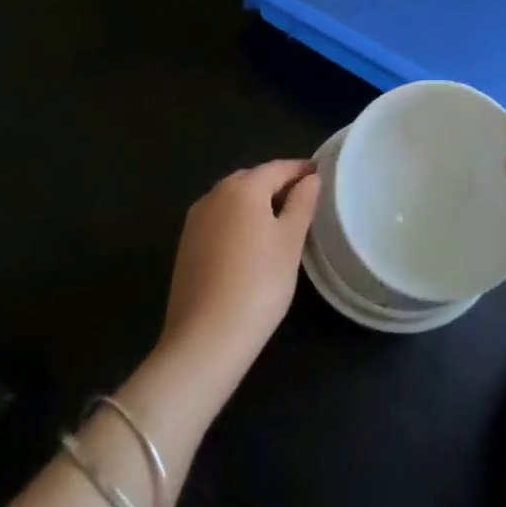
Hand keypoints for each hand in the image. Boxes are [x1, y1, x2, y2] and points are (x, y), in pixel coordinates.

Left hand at [158, 159, 319, 393]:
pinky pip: (218, 220)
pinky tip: (250, 243)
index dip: (300, 170)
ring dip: (255, 202)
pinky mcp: (186, 245)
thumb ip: (302, 203)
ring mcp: (195, 220)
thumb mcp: (290, 242)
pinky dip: (237, 221)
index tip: (319, 175)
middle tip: (302, 199)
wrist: (205, 338)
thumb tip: (310, 179)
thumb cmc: (259, 284)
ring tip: (279, 221)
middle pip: (251, 179)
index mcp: (243, 188)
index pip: (277, 168)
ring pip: (232, 199)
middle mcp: (214, 195)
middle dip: (276, 184)